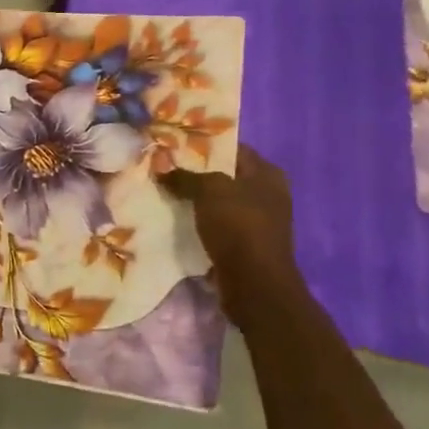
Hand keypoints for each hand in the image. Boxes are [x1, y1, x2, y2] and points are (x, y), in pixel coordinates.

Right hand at [160, 145, 301, 326]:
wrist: (254, 284)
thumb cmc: (239, 227)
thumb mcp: (210, 191)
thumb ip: (185, 176)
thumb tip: (161, 166)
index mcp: (267, 174)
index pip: (232, 148)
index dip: (203, 144)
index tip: (173, 144)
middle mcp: (266, 194)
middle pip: (224, 175)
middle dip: (194, 172)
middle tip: (162, 168)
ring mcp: (257, 221)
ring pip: (217, 201)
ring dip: (193, 199)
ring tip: (161, 192)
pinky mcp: (244, 244)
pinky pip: (215, 225)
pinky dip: (197, 221)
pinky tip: (173, 219)